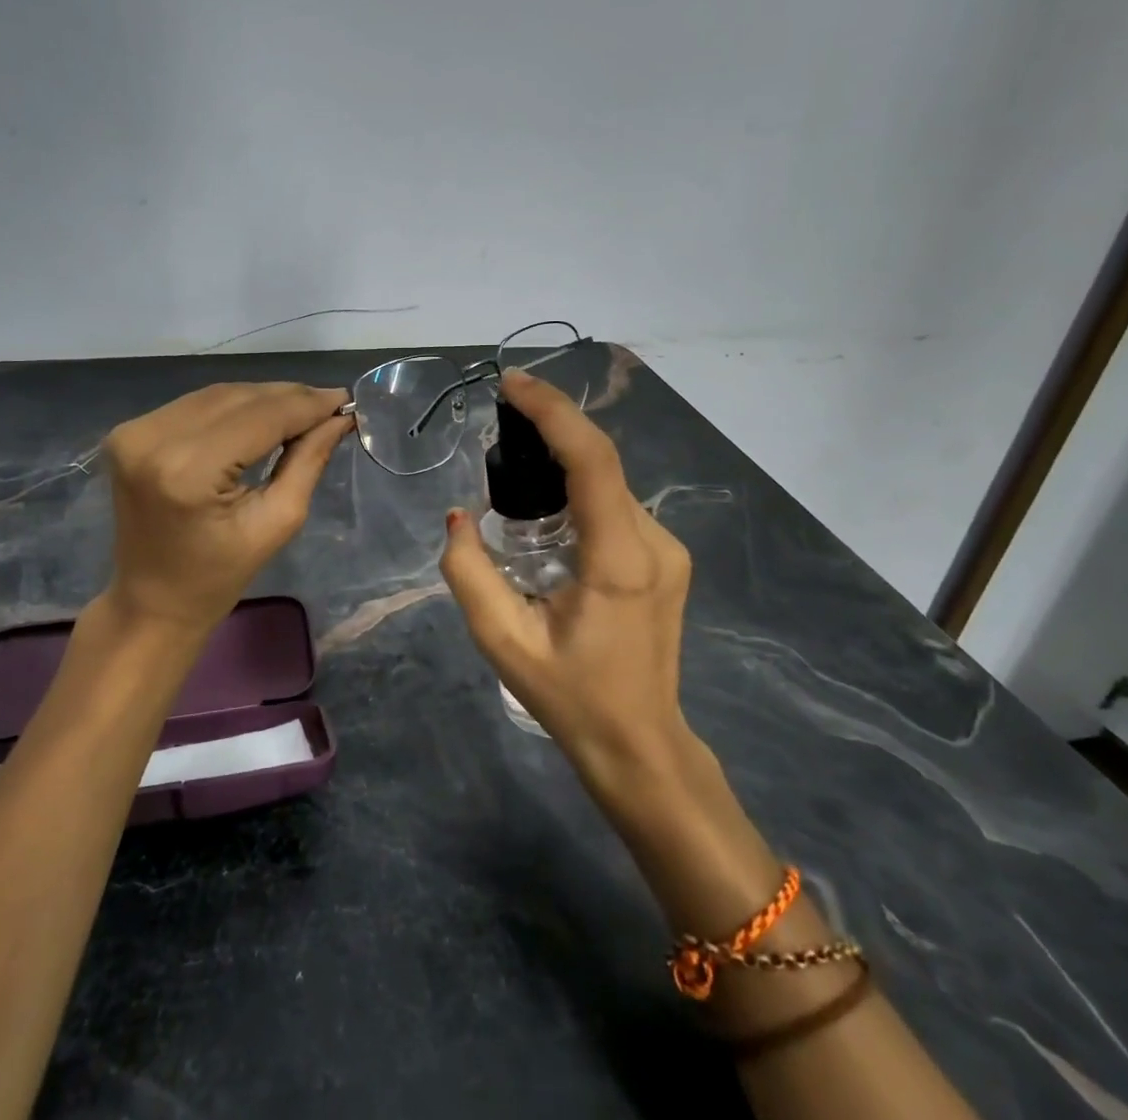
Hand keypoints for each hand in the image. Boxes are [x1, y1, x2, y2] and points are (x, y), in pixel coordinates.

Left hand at [100, 382, 350, 635]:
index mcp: (188, 470)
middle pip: (239, 398)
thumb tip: (339, 417)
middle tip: (331, 404)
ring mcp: (136, 431)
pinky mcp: (130, 431)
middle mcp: (154, 439)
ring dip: (264, 398)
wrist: (150, 602)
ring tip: (303, 409)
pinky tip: (262, 416)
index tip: (345, 400)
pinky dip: (234, 406)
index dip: (306, 405)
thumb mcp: (276, 522)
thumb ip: (308, 460)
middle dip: (289, 398)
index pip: (261, 417)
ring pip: (219, 395)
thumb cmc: (218, 577)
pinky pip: (196, 404)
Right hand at [441, 370, 699, 803]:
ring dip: (563, 462)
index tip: (511, 384)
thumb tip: (459, 516)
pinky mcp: (666, 558)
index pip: (592, 460)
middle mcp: (654, 542)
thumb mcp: (503, 642)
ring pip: (609, 482)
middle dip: (551, 429)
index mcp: (619, 560)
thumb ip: (469, 573)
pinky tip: (546, 511)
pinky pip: (615, 505)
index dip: (552, 412)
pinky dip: (579, 488)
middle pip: (601, 462)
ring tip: (513, 466)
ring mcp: (667, 549)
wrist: (641, 744)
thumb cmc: (570, 698)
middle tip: (500, 420)